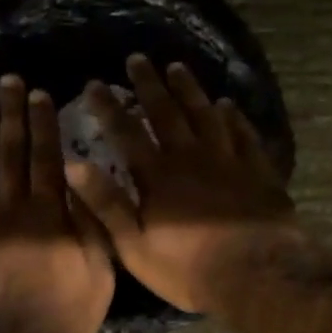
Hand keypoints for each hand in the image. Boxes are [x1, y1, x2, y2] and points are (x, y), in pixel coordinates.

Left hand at [0, 75, 115, 332]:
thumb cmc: (62, 316)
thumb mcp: (99, 273)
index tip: (39, 95)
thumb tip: (82, 183)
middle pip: (10, 153)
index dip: (42, 123)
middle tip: (8, 82)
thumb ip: (92, 226)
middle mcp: (10, 209)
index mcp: (49, 213)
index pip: (46, 157)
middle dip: (10, 115)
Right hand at [65, 57, 300, 315]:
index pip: (126, 132)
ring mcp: (228, 159)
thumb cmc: (189, 267)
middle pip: (166, 112)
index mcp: (158, 175)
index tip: (95, 84)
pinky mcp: (257, 170)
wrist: (257, 273)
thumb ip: (106, 205)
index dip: (108, 108)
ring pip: (205, 114)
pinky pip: (243, 133)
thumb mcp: (135, 246)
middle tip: (137, 59)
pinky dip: (233, 116)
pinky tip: (228, 105)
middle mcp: (190, 156)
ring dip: (189, 90)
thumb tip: (74, 165)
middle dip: (149, 84)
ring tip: (177, 67)